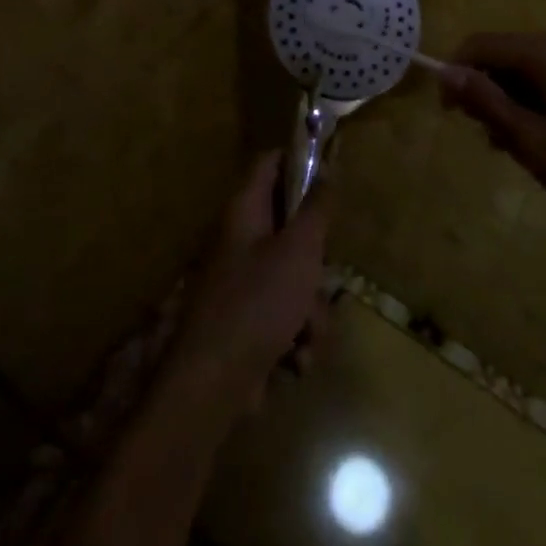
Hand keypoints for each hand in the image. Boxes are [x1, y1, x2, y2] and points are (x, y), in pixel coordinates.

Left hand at [167, 153, 330, 416]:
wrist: (214, 385)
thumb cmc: (258, 303)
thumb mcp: (299, 249)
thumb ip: (316, 208)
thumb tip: (327, 165)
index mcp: (245, 212)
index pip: (270, 162)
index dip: (299, 160)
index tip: (331, 173)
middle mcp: (241, 240)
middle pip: (292, 227)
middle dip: (317, 261)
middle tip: (322, 273)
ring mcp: (243, 283)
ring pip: (297, 278)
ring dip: (312, 311)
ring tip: (307, 334)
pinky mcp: (249, 321)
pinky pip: (287, 316)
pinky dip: (297, 337)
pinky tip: (294, 359)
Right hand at [440, 33, 545, 233]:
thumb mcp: (534, 142)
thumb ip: (487, 103)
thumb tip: (446, 72)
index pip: (481, 44)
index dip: (456, 74)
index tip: (451, 115)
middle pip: (506, 54)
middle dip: (487, 91)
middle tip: (490, 140)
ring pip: (530, 68)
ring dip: (513, 100)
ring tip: (519, 147)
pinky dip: (539, 100)